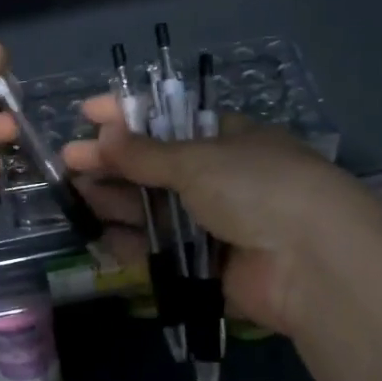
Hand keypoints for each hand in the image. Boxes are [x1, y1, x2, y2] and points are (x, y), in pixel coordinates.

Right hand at [61, 95, 367, 335]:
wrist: (312, 263)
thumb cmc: (257, 187)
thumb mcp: (198, 159)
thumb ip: (146, 153)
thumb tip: (102, 136)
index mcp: (229, 140)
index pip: (169, 120)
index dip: (128, 114)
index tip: (86, 113)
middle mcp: (222, 179)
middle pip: (156, 167)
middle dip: (113, 162)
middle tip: (68, 161)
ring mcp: (216, 224)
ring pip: (155, 209)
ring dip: (116, 200)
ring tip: (74, 194)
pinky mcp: (209, 267)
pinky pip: (162, 251)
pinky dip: (132, 243)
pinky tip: (100, 234)